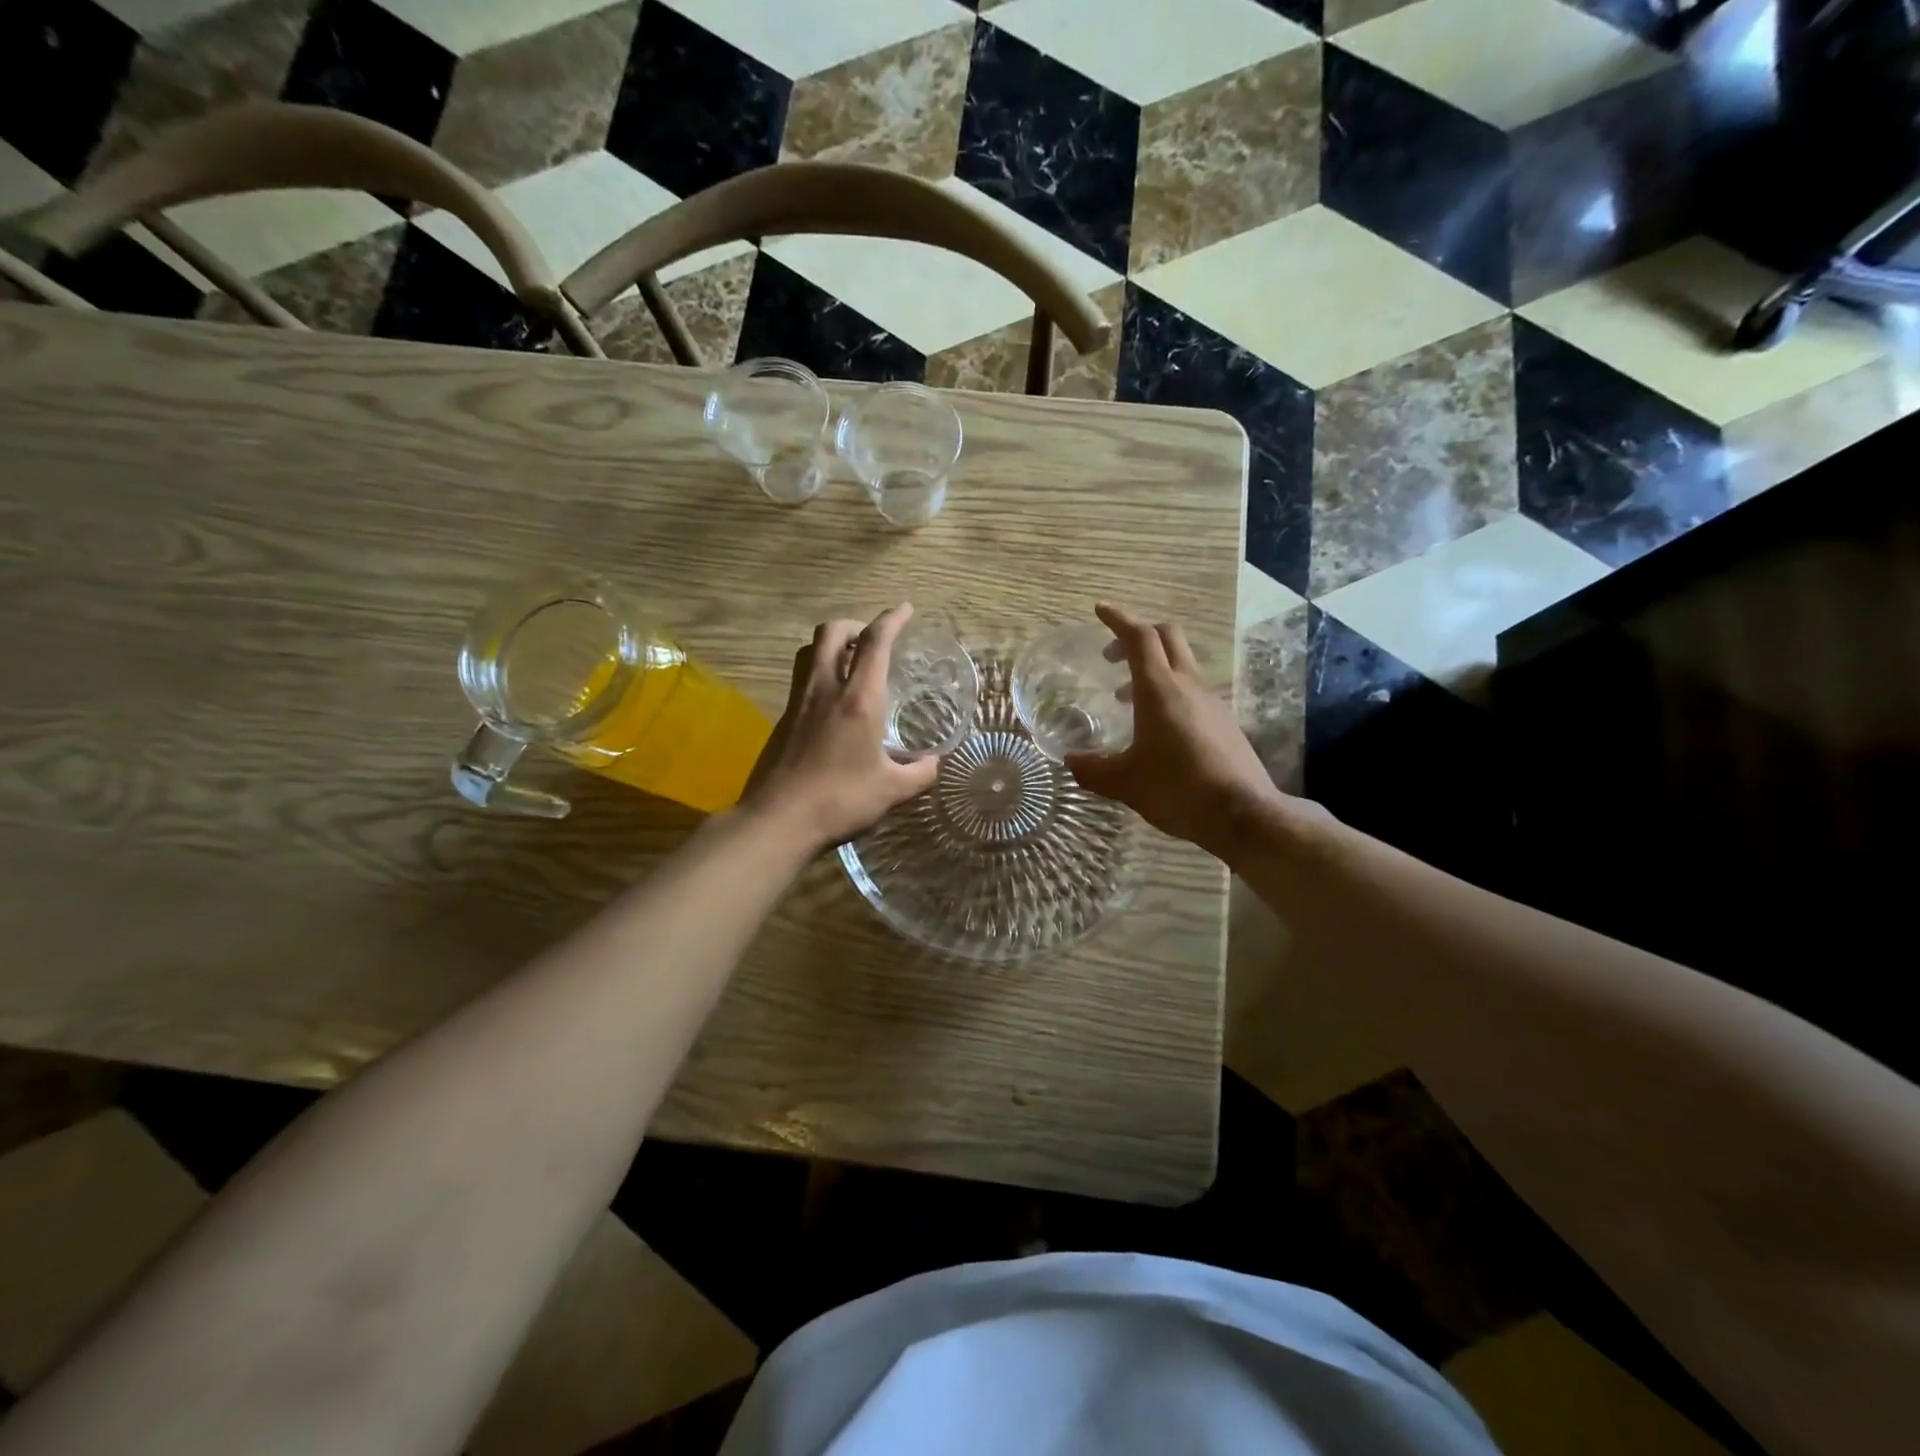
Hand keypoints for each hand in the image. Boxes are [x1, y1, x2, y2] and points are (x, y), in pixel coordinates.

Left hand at [741, 605, 941, 852]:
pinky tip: (833, 700)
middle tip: (873, 639)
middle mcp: (825, 689)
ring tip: (851, 661)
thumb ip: (919, 773)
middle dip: (855, 624)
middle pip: (832, 632)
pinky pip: (802, 678)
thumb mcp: (892, 790)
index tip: (905, 609)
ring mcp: (799, 701)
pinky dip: (820, 672)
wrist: (779, 819)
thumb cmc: (841, 800)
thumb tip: (934, 763)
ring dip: (832, 644)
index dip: (892, 619)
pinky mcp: (783, 718)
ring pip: (810, 650)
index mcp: (858, 698)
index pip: (875, 642)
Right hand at [1065, 604, 1298, 858]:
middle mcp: (1187, 686)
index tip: (1099, 610)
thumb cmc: (1177, 789)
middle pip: (1167, 637)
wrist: (1243, 813)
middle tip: (1111, 654)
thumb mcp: (1125, 782)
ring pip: (1180, 665)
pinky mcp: (1224, 722)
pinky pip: (1191, 692)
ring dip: (1152, 668)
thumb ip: (1093, 769)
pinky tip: (1156, 729)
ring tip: (1125, 698)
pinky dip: (1168, 693)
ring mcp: (1210, 702)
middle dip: (1137, 635)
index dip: (1118, 619)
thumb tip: (1070, 761)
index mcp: (1159, 689)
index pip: (1139, 637)